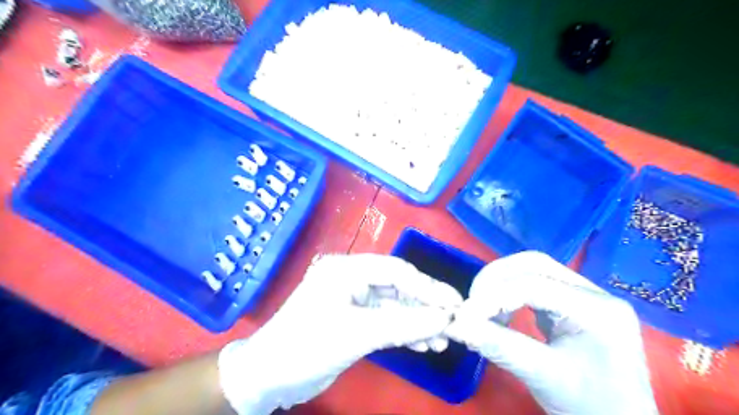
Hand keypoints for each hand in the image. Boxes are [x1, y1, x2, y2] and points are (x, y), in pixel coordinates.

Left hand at [217, 255, 459, 412]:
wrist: (268, 377)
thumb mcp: (357, 334)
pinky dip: (405, 332)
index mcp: (347, 269)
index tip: (454, 304)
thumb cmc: (307, 346)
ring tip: (442, 340)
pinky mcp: (355, 320)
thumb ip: (403, 324)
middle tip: (454, 322)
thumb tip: (445, 318)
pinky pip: (386, 321)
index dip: (427, 287)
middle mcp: (352, 279)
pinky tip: (424, 344)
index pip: (395, 271)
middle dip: (425, 306)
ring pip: (395, 306)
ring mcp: (354, 300)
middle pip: (398, 287)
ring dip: (418, 322)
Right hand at [444, 250, 657, 414]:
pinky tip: (501, 312)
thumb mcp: (543, 377)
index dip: (493, 296)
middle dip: (495, 279)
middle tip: (471, 303)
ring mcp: (585, 295)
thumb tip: (455, 325)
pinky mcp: (573, 303)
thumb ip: (498, 346)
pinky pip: (535, 284)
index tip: (463, 314)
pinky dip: (510, 293)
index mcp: (598, 310)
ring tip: (483, 308)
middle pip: (534, 265)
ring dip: (501, 284)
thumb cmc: (590, 407)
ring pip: (532, 269)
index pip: (535, 286)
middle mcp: (594, 293)